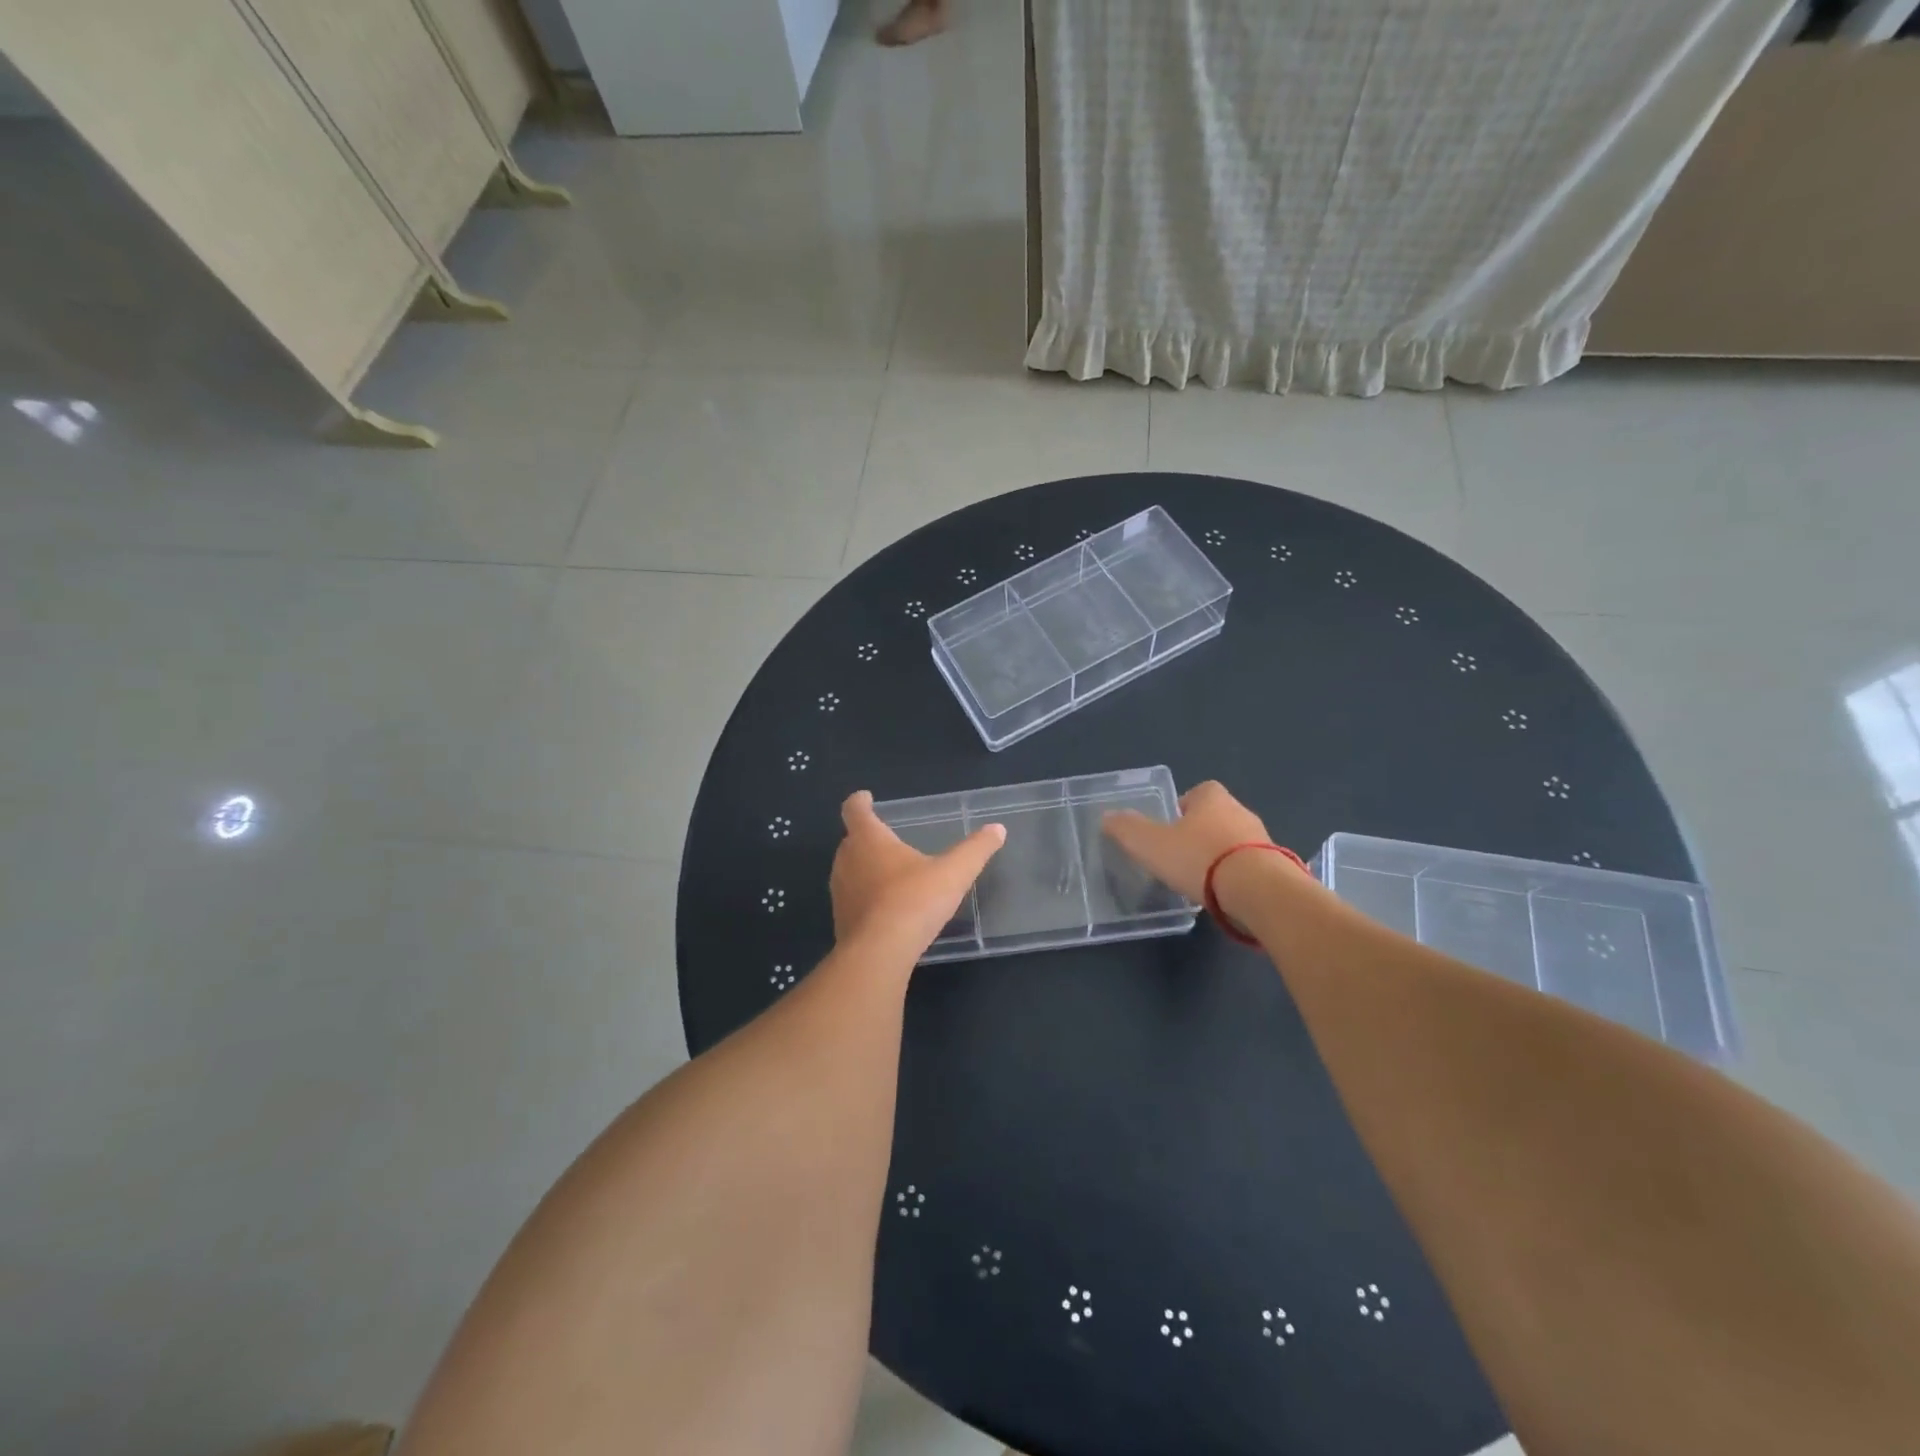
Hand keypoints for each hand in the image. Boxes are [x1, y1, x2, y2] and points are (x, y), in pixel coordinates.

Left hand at [830, 791, 1005, 954]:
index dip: (859, 801)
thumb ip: (976, 849)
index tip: (866, 798)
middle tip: (887, 840)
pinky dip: (865, 898)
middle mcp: (846, 860)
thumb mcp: (954, 872)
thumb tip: (997, 829)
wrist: (879, 954)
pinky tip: (886, 909)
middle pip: (851, 840)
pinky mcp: (840, 920)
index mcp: (869, 839)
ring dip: (864, 869)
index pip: (855, 810)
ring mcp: (839, 892)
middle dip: (866, 838)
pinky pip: (852, 899)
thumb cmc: (914, 901)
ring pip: (849, 871)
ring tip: (888, 874)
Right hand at [1101, 780, 1302, 907]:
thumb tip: (1107, 817)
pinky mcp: (1278, 868)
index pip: (1198, 791)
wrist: (1259, 891)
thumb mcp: (1151, 844)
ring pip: (1236, 842)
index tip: (1170, 827)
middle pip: (1218, 816)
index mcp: (1212, 798)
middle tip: (1181, 855)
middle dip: (1202, 832)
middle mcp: (1241, 812)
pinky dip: (1238, 877)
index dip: (1184, 806)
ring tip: (1202, 880)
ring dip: (1222, 856)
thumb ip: (1128, 830)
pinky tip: (1224, 896)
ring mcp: (1263, 840)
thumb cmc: (1200, 858)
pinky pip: (1252, 867)